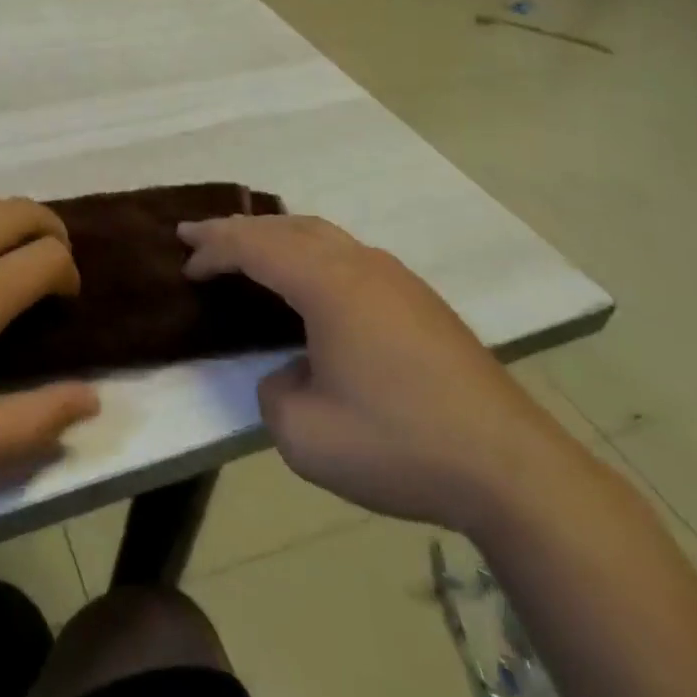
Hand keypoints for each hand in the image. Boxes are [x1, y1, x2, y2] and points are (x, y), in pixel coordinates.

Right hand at [180, 215, 587, 535]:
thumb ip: (273, 392)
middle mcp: (360, 264)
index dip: (213, 249)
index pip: (254, 247)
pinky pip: (346, 253)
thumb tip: (290, 371)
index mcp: (328, 284)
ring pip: (321, 234)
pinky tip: (307, 278)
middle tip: (198, 237)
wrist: (512, 469)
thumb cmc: (398, 444)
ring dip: (275, 236)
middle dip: (237, 230)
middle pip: (286, 227)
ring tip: (246, 248)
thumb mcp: (304, 435)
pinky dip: (309, 252)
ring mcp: (395, 277)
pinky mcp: (419, 299)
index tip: (184, 263)